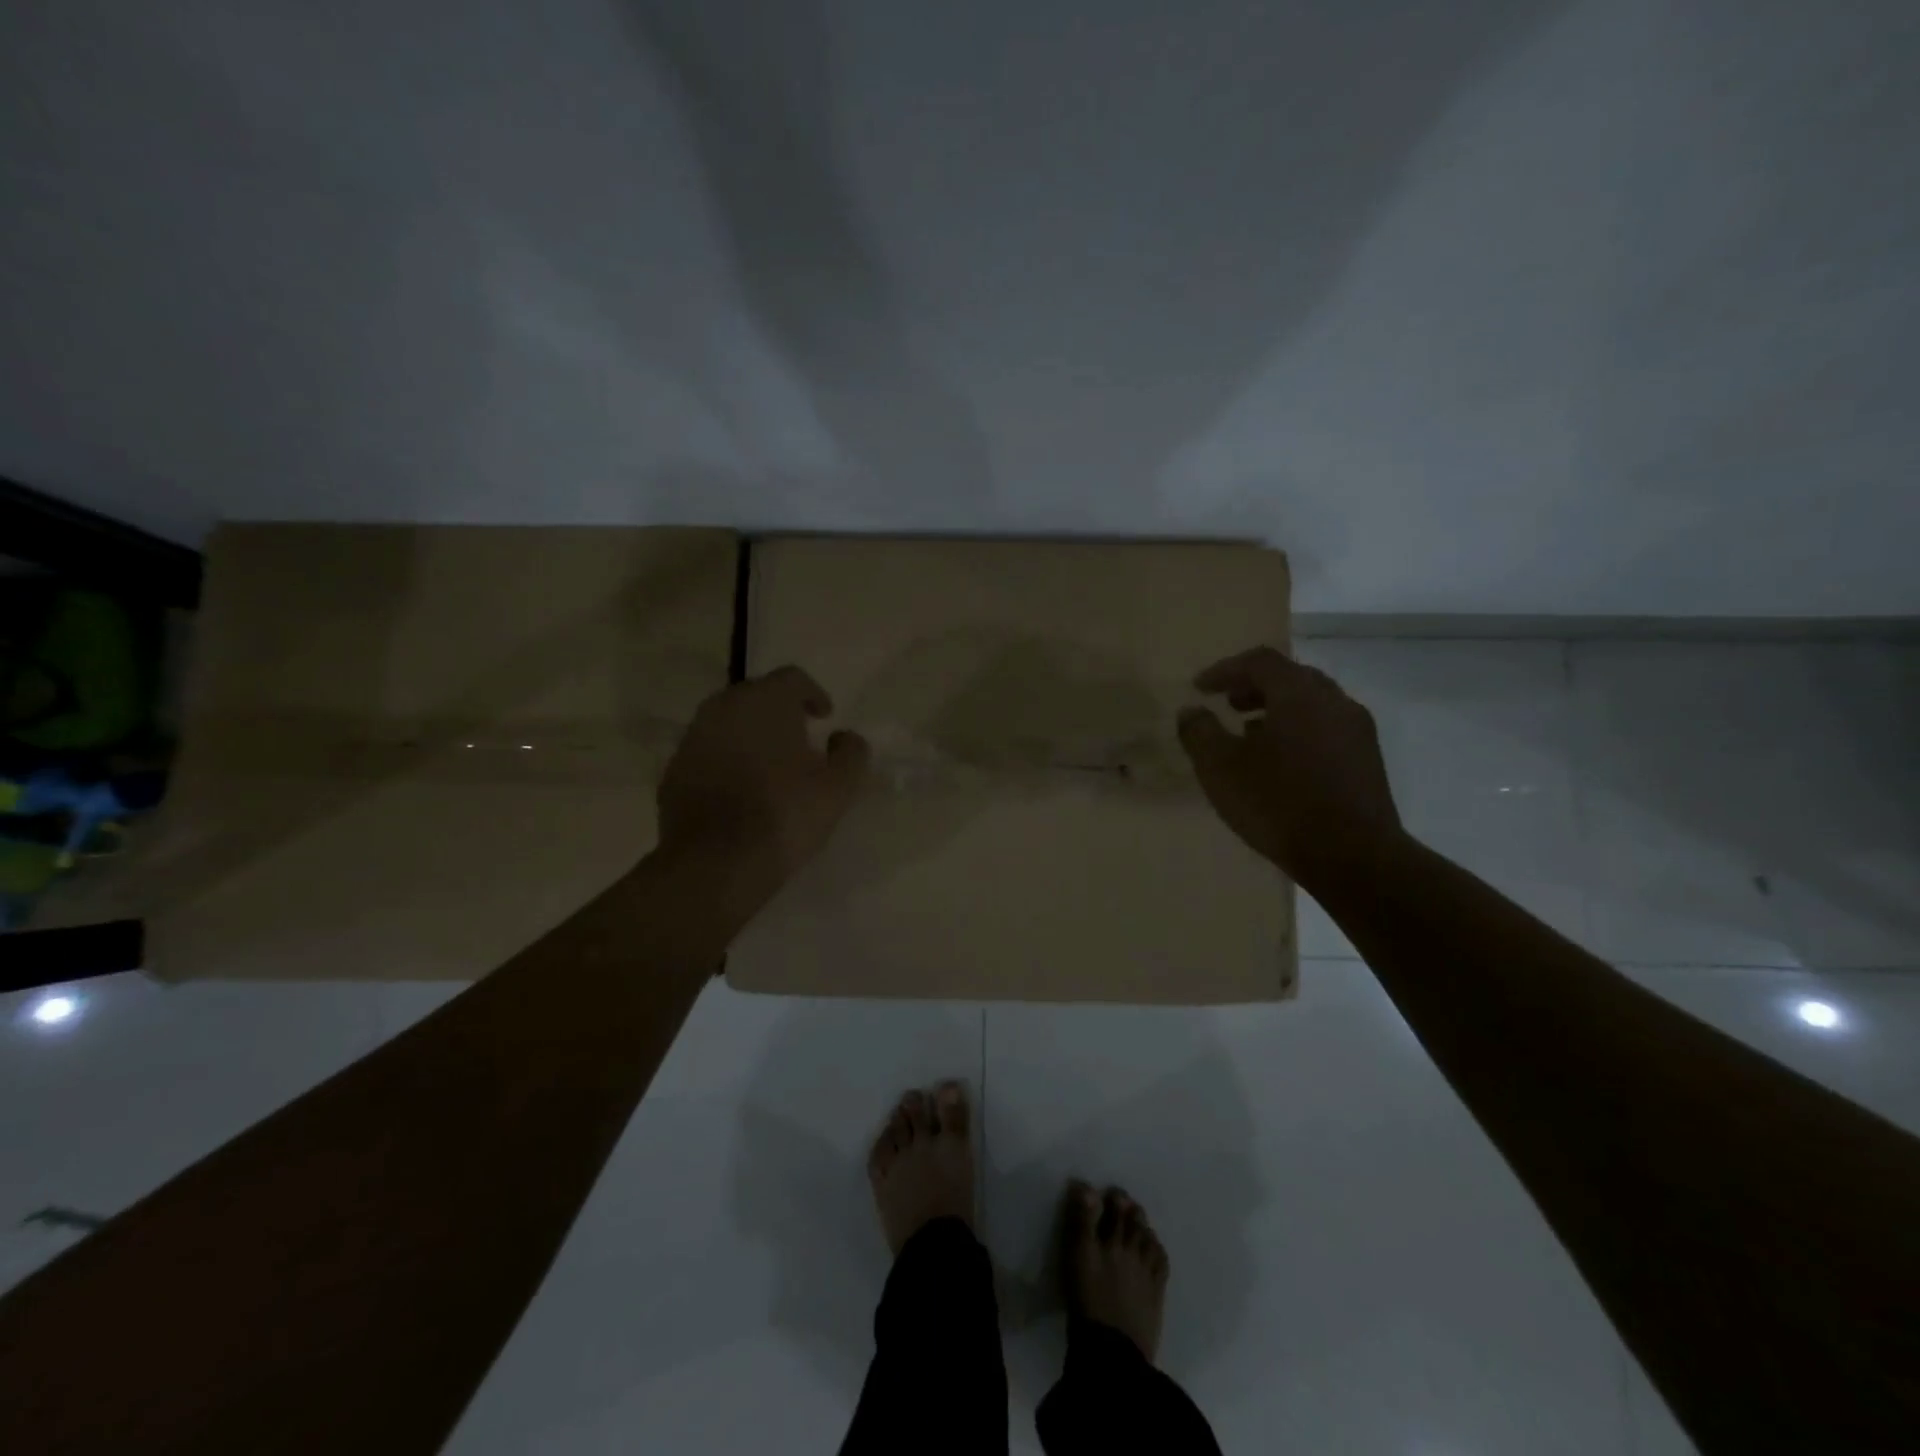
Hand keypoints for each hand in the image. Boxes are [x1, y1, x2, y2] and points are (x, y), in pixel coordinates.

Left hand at [657, 666, 869, 911]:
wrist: (715, 864)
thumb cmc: (785, 815)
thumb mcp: (839, 787)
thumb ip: (852, 753)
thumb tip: (844, 737)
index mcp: (764, 702)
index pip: (792, 678)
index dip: (813, 694)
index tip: (825, 718)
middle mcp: (723, 708)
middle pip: (755, 696)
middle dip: (779, 712)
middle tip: (798, 740)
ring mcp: (692, 739)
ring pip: (727, 724)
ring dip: (749, 736)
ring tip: (769, 766)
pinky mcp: (673, 771)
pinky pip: (707, 753)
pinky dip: (725, 761)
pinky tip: (739, 791)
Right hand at [1176, 646, 1402, 892]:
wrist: (1353, 856)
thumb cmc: (1278, 803)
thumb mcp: (1220, 768)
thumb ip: (1199, 732)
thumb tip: (1191, 711)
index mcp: (1299, 693)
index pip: (1260, 661)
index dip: (1225, 669)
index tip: (1200, 688)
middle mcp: (1334, 701)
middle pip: (1290, 678)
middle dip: (1254, 687)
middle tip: (1228, 704)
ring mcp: (1357, 731)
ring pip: (1311, 705)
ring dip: (1277, 711)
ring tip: (1249, 736)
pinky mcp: (1368, 761)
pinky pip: (1326, 730)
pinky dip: (1298, 732)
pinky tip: (1280, 764)